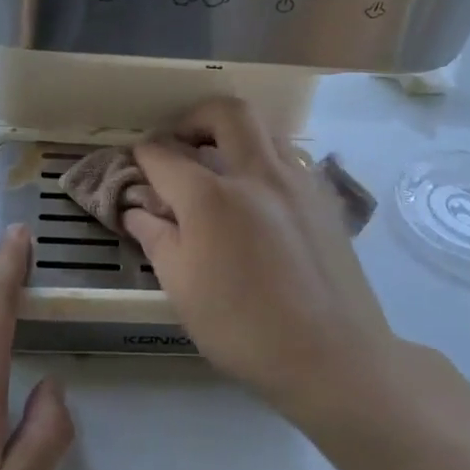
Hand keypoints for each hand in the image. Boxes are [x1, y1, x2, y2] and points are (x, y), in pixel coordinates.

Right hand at [123, 98, 400, 422]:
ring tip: (218, 167)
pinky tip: (256, 198)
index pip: (165, 156)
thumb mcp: (182, 289)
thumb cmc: (244, 329)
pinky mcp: (324, 199)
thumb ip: (156, 237)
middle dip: (194, 117)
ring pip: (264, 130)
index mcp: (212, 197)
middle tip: (180, 142)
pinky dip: (263, 160)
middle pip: (225, 112)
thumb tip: (137, 209)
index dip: (143, 155)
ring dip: (233, 135)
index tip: (136, 164)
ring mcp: (298, 182)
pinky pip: (288, 159)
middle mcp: (257, 174)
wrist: (333, 356)